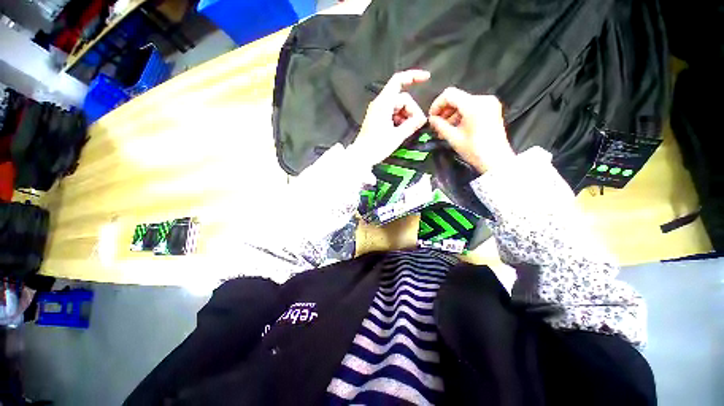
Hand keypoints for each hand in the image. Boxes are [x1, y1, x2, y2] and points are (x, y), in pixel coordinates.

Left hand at [349, 70, 429, 166]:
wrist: (361, 156)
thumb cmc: (376, 147)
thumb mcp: (396, 136)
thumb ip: (411, 125)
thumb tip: (423, 119)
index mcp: (383, 104)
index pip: (398, 81)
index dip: (413, 76)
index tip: (427, 78)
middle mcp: (380, 103)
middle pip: (402, 98)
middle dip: (411, 110)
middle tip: (416, 125)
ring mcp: (378, 111)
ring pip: (398, 107)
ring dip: (406, 117)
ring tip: (407, 130)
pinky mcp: (378, 118)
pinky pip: (393, 113)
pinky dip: (400, 120)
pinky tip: (401, 130)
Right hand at [428, 87, 514, 173]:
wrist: (496, 160)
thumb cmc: (475, 150)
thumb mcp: (453, 138)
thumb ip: (440, 125)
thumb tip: (431, 119)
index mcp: (474, 105)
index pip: (449, 94)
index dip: (437, 104)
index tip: (431, 117)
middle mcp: (483, 99)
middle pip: (457, 98)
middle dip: (444, 111)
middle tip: (436, 125)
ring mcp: (489, 104)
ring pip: (463, 103)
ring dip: (451, 115)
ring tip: (444, 130)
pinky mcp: (491, 110)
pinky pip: (471, 108)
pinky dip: (461, 116)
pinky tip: (455, 128)